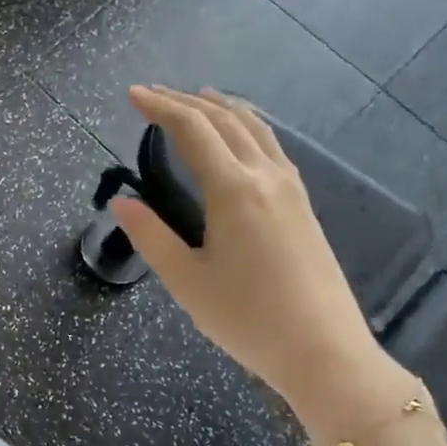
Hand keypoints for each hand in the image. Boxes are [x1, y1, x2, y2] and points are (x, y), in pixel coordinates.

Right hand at [109, 86, 377, 412]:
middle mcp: (264, 177)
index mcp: (233, 190)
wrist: (324, 352)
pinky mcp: (303, 204)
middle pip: (223, 120)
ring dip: (221, 107)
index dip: (160, 107)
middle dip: (185, 100)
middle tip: (153, 93)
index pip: (192, 129)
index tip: (132, 95)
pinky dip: (248, 125)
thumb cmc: (247, 318)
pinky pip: (272, 145)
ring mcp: (290, 188)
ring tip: (198, 96)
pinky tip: (242, 135)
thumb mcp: (186, 281)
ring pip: (254, 128)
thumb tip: (121, 202)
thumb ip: (150, 236)